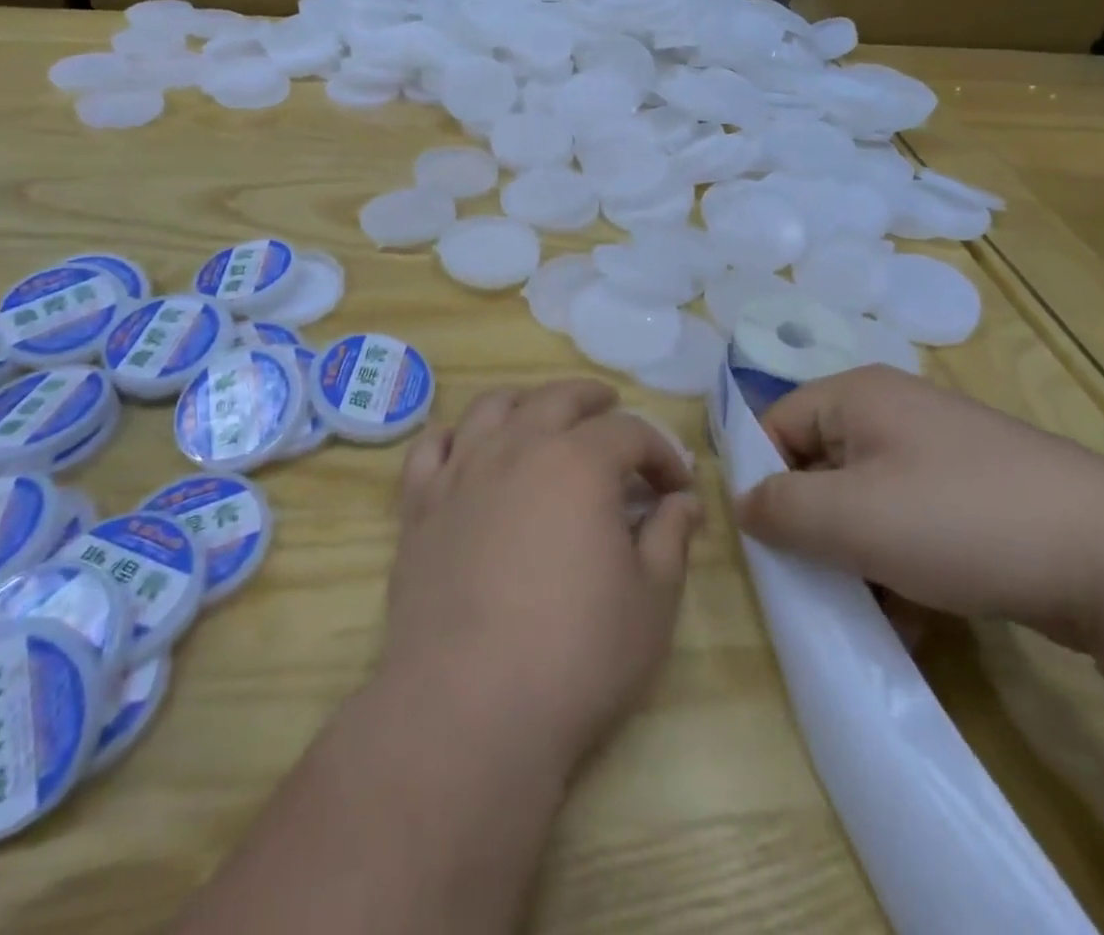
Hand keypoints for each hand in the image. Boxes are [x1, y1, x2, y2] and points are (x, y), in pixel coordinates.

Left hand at [380, 379, 702, 778]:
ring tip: (540, 415)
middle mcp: (517, 448)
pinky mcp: (419, 504)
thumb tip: (684, 502)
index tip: (677, 486)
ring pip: (491, 406)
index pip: (630, 432)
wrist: (469, 707)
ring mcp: (461, 472)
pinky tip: (466, 448)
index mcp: (579, 463)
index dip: (661, 453)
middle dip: (593, 400)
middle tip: (612, 411)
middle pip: (557, 398)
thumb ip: (671, 538)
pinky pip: (431, 446)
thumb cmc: (576, 654)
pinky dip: (453, 435)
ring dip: (524, 401)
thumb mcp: (652, 601)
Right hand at [735, 366, 1103, 646]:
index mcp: (859, 396)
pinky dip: (902, 563)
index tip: (771, 539)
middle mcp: (896, 412)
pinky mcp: (980, 493)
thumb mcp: (852, 518)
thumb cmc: (961, 520)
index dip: (764, 479)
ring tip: (873, 607)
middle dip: (814, 527)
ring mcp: (943, 452)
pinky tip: (918, 615)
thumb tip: (743, 505)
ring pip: (867, 502)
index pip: (776, 424)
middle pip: (821, 466)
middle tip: (818, 578)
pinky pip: (913, 522)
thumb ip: (779, 509)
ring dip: (858, 556)